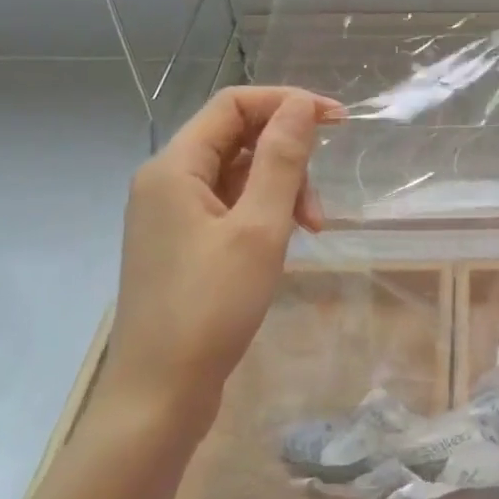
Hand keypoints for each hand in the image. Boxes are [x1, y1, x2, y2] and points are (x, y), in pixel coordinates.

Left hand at [101, 87, 342, 423]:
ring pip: (237, 175)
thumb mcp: (259, 227)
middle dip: (288, 159)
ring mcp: (171, 215)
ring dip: (280, 190)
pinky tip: (283, 242)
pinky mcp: (182, 244)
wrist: (160, 394)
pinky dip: (263, 214)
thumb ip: (281, 160)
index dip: (288, 103)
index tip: (338, 122)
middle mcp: (166, 182)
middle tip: (318, 206)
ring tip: (308, 231)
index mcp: (174, 167)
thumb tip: (302, 106)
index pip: (234, 104)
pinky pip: (229, 206)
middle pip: (237, 138)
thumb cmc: (211, 307)